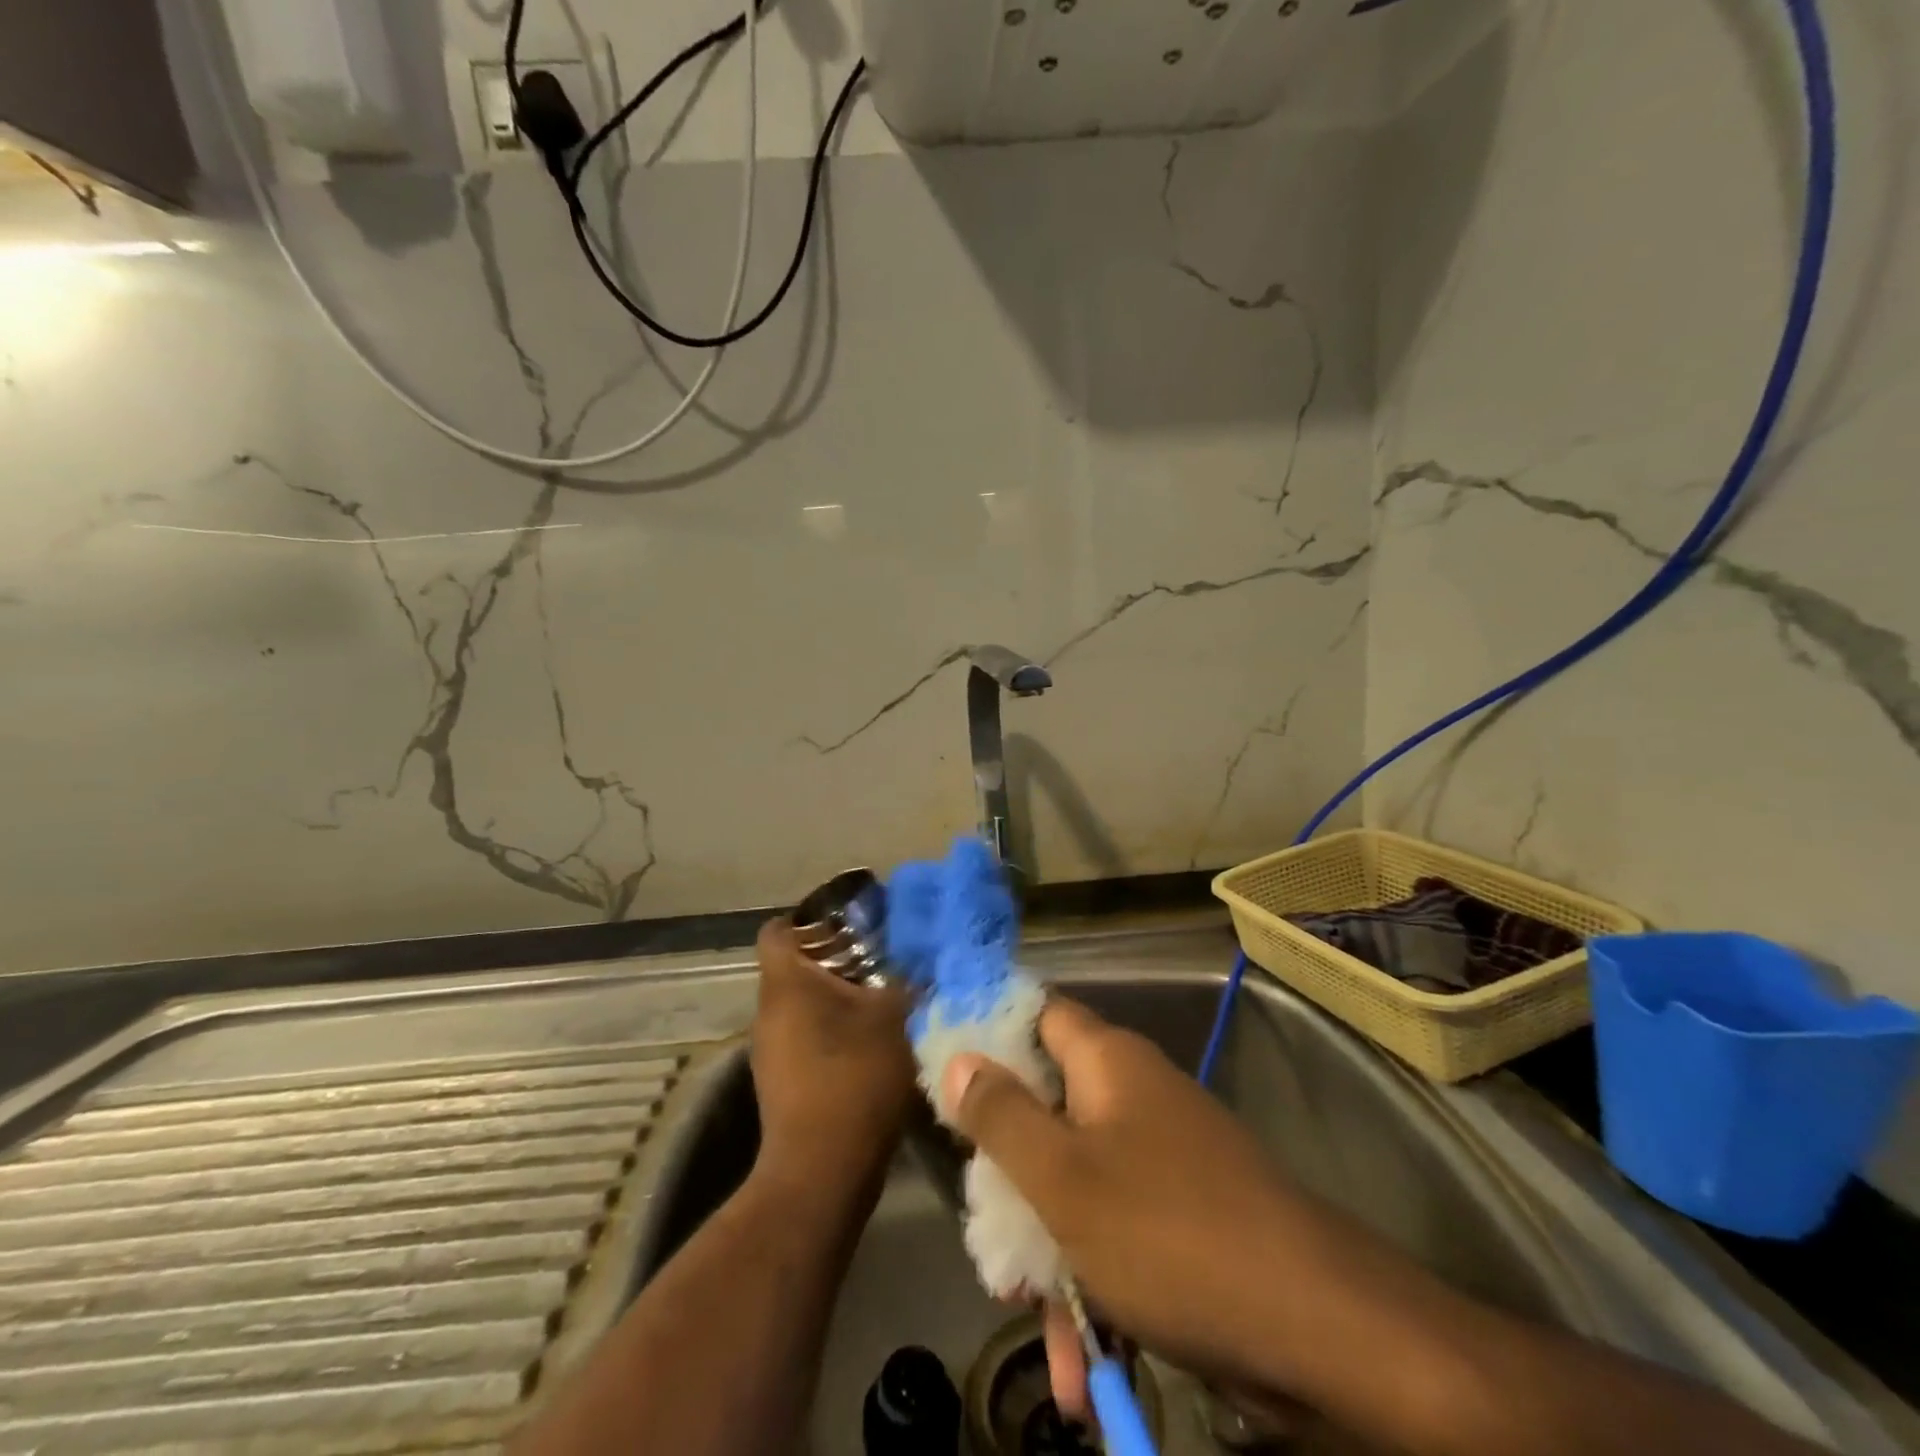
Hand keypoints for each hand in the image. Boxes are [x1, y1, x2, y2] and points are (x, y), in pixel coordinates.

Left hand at [750, 917, 915, 1190]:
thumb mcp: (896, 1018)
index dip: (810, 917)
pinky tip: (870, 1044)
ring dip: (836, 999)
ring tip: (881, 1000)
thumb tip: (923, 959)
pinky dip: (832, 1032)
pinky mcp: (781, 1082)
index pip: (778, 928)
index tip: (850, 923)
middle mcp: (768, 1011)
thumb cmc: (854, 1078)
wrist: (822, 1172)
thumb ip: (908, 980)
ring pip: (801, 1005)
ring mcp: (770, 1051)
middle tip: (880, 959)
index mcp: (785, 983)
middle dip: (835, 959)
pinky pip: (805, 1037)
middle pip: (794, 966)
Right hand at [941, 997, 1403, 1422]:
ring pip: (1078, 1183)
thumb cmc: (1168, 1231)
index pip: (1036, 1013)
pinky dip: (1095, 1284)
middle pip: (1047, 1107)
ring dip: (1050, 1250)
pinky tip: (1082, 1367)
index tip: (943, 1071)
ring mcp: (1161, 1155)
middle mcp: (1133, 1094)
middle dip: (1011, 1172)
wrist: (1318, 1327)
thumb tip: (957, 1056)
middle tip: (984, 1228)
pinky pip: (1118, 1231)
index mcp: (1106, 1061)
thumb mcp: (1063, 1177)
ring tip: (1030, 1320)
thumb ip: (1000, 1115)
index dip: (989, 1030)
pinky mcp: (1182, 1213)